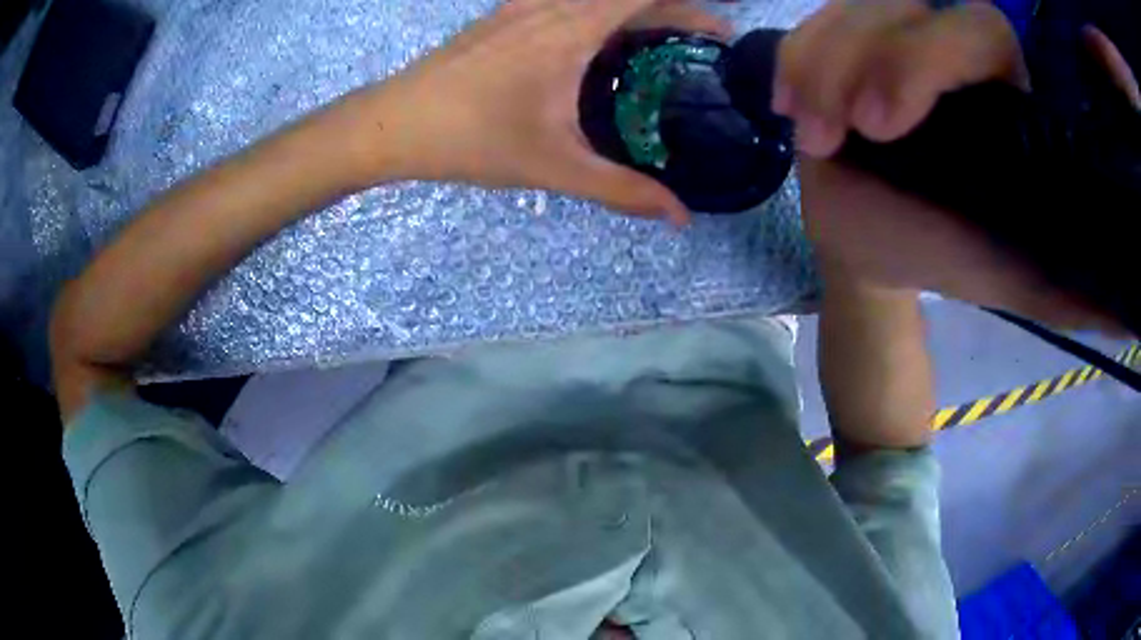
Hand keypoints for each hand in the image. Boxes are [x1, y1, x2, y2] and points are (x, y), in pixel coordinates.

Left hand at [347, 0, 730, 223]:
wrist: (393, 122)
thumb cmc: (471, 139)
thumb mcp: (553, 166)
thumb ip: (622, 190)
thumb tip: (679, 217)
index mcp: (573, 27)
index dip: (694, 9)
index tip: (723, 35)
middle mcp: (553, 3)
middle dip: (673, 11)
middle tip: (701, 46)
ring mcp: (524, 4)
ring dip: (635, 11)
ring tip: (660, 45)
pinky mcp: (505, 14)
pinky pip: (569, 1)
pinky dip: (600, 13)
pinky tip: (600, 45)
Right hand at [775, 0, 1137, 330]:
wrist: (878, 243)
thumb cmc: (943, 255)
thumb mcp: (1007, 276)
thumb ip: (1059, 287)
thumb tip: (1120, 319)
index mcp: (1003, 91)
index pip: (980, 30)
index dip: (931, 56)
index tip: (884, 125)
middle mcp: (952, 48)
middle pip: (903, 3)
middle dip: (858, 57)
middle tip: (829, 134)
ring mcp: (894, 37)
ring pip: (852, 6)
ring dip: (818, 66)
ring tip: (811, 137)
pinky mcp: (849, 44)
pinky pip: (813, 25)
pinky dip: (795, 60)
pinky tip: (791, 106)